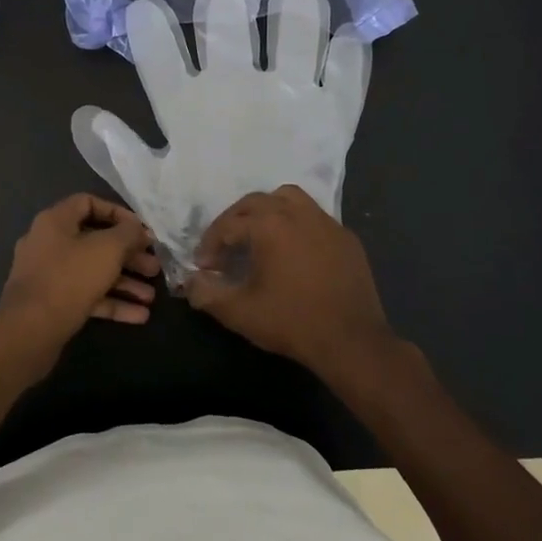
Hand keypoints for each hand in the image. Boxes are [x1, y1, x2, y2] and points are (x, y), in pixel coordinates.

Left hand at [0, 195, 160, 376]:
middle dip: (128, 256)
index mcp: (55, 221)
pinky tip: (139, 316)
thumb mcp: (107, 249)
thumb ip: (128, 234)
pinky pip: (86, 296)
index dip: (118, 213)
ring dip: (124, 282)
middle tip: (153, 267)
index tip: (141, 230)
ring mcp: (48, 275)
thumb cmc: (70, 278)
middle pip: (95, 242)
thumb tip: (138, 229)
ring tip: (151, 297)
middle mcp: (49, 243)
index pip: (88, 203)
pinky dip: (111, 302)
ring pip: (93, 272)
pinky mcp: (52, 304)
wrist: (29, 331)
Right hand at [182, 184, 397, 375]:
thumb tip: (189, 283)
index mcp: (269, 225)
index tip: (204, 267)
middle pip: (255, 202)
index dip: (210, 245)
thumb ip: (207, 294)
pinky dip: (296, 224)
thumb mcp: (240, 312)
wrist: (352, 341)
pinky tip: (293, 250)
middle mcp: (297, 213)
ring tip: (258, 236)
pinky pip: (314, 217)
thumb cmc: (292, 322)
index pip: (228, 225)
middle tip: (224, 247)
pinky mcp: (346, 237)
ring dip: (267, 211)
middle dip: (234, 220)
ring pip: (288, 198)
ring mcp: (326, 222)